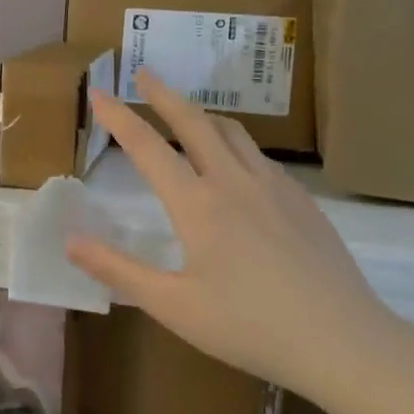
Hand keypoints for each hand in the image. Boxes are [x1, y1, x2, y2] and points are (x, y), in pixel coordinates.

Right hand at [65, 70, 413, 402]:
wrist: (342, 341)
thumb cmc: (248, 327)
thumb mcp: (172, 305)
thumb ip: (118, 269)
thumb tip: (70, 241)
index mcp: (198, 204)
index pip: (148, 147)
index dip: (119, 117)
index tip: (98, 91)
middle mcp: (234, 182)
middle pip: (194, 121)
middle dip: (164, 94)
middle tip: (144, 73)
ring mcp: (275, 187)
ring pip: (233, 132)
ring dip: (202, 114)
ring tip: (186, 112)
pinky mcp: (303, 201)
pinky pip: (260, 156)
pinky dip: (234, 143)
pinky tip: (236, 165)